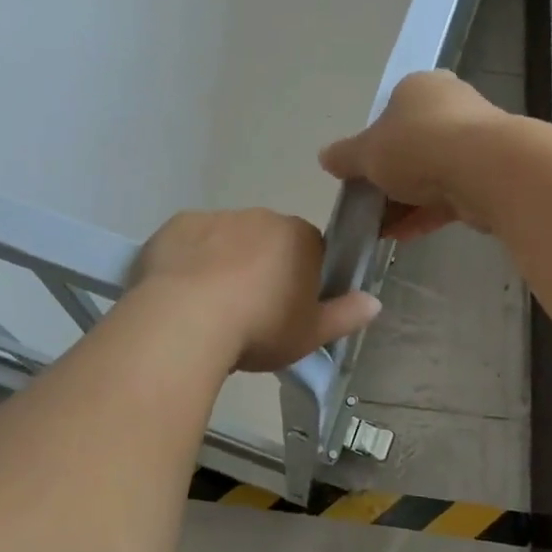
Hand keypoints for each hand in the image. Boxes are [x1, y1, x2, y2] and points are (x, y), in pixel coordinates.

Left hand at [132, 209, 382, 371]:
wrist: (185, 320)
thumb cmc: (259, 328)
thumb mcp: (310, 334)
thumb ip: (345, 315)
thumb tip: (374, 302)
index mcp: (299, 237)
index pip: (311, 249)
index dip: (302, 277)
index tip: (289, 307)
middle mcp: (260, 217)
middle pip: (268, 241)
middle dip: (262, 267)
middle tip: (249, 310)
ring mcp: (215, 217)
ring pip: (226, 239)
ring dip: (224, 262)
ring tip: (209, 306)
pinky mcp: (176, 225)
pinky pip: (190, 242)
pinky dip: (188, 260)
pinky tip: (179, 291)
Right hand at [318, 71, 510, 240]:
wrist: (485, 170)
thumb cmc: (417, 146)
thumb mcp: (367, 152)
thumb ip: (344, 156)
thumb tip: (325, 157)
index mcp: (420, 87)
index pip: (390, 112)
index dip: (373, 144)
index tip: (360, 173)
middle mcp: (451, 105)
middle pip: (412, 145)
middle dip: (390, 178)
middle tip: (369, 203)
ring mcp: (475, 140)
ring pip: (431, 173)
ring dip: (406, 202)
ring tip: (381, 229)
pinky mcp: (489, 174)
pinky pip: (449, 195)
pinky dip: (426, 214)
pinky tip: (403, 237)